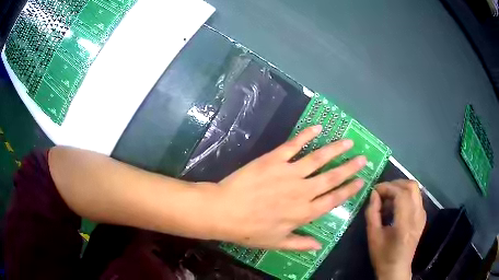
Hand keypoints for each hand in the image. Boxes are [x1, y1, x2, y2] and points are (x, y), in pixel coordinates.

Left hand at [201, 125, 366, 250]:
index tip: (361, 181)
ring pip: (319, 158)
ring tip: (349, 141)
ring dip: (336, 149)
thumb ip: (300, 244)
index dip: (349, 190)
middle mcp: (303, 191)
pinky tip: (318, 128)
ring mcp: (289, 173)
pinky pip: (294, 145)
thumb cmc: (249, 230)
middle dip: (350, 167)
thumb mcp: (276, 243)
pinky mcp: (274, 159)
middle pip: (332, 177)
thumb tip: (320, 246)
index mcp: (304, 212)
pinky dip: (307, 135)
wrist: (224, 211)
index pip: (333, 199)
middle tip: (363, 158)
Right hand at [365, 180, 426, 279]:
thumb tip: (373, 194)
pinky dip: (405, 195)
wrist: (397, 269)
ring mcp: (422, 216)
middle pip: (411, 186)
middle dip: (395, 184)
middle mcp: (417, 216)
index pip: (401, 194)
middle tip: (382, 192)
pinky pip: (416, 197)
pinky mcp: (422, 217)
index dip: (387, 188)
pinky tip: (396, 206)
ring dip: (401, 189)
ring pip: (415, 189)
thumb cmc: (383, 256)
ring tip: (388, 199)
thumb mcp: (373, 236)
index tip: (375, 190)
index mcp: (405, 224)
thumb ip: (372, 213)